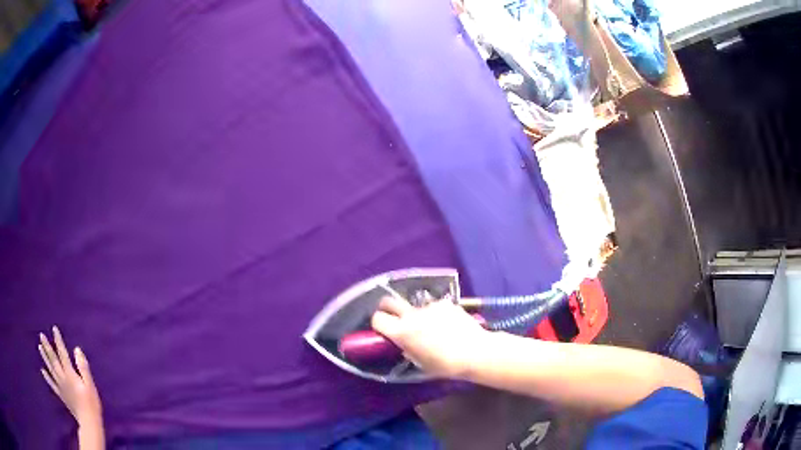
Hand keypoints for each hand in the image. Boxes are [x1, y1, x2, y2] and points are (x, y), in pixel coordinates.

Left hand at [38, 327, 102, 427]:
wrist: (89, 423)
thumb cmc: (92, 404)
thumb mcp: (90, 386)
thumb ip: (83, 368)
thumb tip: (77, 350)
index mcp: (70, 374)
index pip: (63, 354)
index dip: (58, 341)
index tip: (54, 329)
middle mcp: (63, 378)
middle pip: (53, 360)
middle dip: (47, 347)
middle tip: (41, 335)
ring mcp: (61, 387)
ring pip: (51, 369)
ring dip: (45, 358)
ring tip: (39, 347)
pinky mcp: (61, 395)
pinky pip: (52, 384)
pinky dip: (47, 377)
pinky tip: (43, 371)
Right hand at [371, 296, 489, 378]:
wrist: (475, 352)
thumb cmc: (445, 365)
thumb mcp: (420, 363)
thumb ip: (408, 349)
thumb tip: (404, 344)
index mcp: (402, 332)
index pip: (378, 318)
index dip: (378, 324)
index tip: (384, 330)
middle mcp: (412, 315)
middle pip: (388, 301)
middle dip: (387, 308)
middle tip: (395, 318)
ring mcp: (429, 307)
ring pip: (415, 306)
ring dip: (418, 315)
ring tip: (434, 327)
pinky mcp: (445, 303)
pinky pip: (435, 307)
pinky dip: (437, 314)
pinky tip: (450, 325)